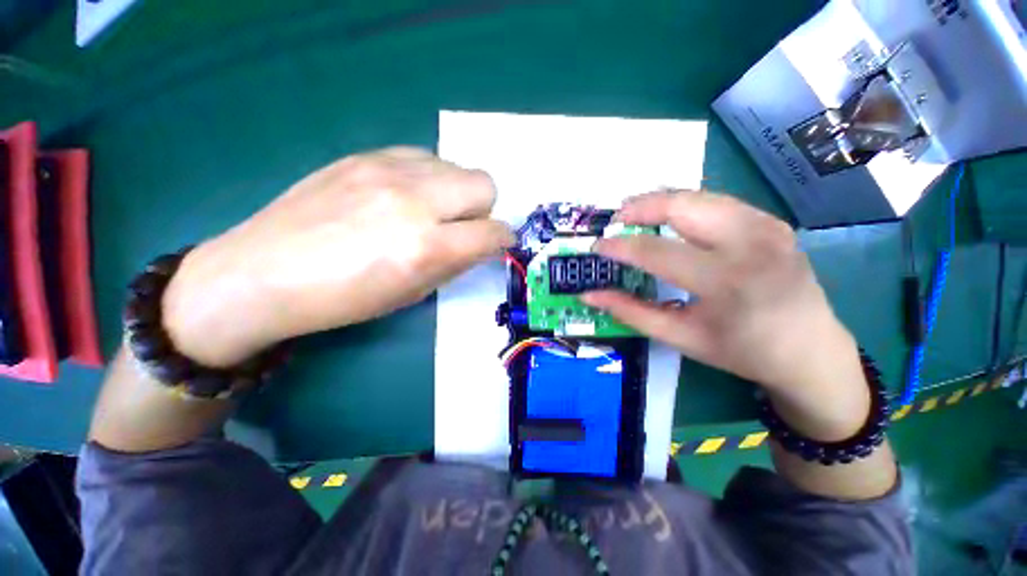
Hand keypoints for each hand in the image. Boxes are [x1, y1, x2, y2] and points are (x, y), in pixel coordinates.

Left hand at [162, 147, 513, 367]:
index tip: (494, 245)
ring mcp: (387, 169)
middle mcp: (415, 200)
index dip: (502, 240)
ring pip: (456, 166)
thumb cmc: (344, 299)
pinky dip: (427, 178)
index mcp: (426, 246)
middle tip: (461, 227)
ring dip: (455, 192)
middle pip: (484, 184)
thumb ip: (455, 263)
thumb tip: (481, 245)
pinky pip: (422, 157)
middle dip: (483, 209)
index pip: (493, 231)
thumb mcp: (412, 293)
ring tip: (429, 211)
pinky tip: (402, 195)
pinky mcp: (364, 154)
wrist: (262, 273)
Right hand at [583, 190, 868, 440]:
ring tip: (634, 215)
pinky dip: (684, 204)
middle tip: (614, 221)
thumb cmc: (741, 350)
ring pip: (697, 195)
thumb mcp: (679, 337)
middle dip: (638, 207)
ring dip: (659, 201)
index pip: (655, 251)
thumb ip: (630, 312)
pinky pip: (715, 201)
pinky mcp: (770, 220)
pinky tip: (670, 218)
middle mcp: (750, 243)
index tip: (596, 247)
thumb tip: (589, 294)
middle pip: (680, 205)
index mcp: (726, 281)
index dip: (618, 246)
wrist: (810, 350)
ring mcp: (766, 225)